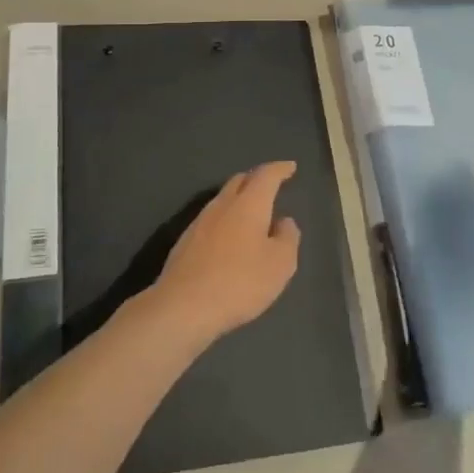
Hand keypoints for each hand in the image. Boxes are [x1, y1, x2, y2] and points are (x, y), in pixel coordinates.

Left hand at [151, 161, 300, 342]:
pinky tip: (230, 236)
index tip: (290, 167)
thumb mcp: (280, 264)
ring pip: (223, 199)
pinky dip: (226, 218)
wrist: (183, 306)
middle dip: (257, 179)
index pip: (266, 175)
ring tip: (253, 212)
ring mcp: (200, 221)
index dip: (280, 169)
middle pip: (240, 181)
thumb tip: (284, 221)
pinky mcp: (185, 241)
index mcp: (249, 204)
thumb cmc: (239, 282)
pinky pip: (212, 218)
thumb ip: (287, 238)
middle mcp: (222, 205)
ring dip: (240, 199)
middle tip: (271, 185)